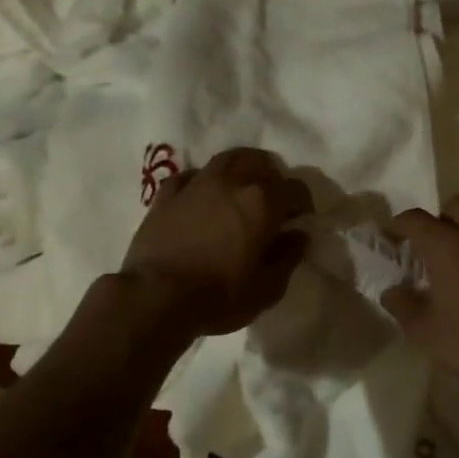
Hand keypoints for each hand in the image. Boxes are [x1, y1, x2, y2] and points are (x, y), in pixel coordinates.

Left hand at [119, 147, 313, 337]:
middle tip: (272, 201)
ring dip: (241, 169)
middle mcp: (232, 182)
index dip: (304, 203)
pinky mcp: (166, 195)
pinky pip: (191, 176)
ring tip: (241, 189)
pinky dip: (203, 181)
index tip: (301, 220)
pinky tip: (202, 196)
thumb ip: (288, 257)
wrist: (155, 297)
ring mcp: (196, 184)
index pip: (296, 188)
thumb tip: (298, 235)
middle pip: (260, 163)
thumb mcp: (267, 288)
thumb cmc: (219, 296)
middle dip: (272, 178)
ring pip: (226, 159)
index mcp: (262, 202)